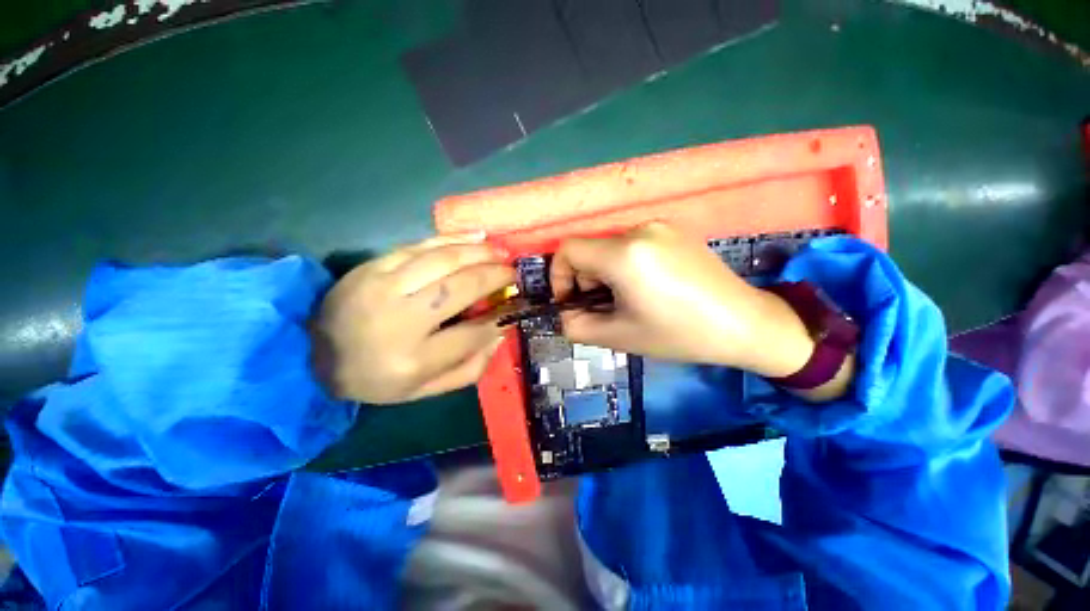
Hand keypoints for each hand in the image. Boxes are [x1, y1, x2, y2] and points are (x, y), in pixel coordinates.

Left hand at [311, 233, 514, 403]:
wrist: (311, 354)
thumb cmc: (375, 378)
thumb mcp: (425, 391)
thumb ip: (469, 368)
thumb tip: (500, 332)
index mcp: (413, 360)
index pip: (472, 334)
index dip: (500, 318)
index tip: (515, 307)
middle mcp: (400, 320)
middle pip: (461, 288)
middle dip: (495, 277)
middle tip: (514, 273)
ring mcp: (383, 287)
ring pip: (444, 260)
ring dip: (480, 253)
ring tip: (502, 253)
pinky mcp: (373, 266)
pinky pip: (421, 245)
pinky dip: (453, 239)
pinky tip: (477, 238)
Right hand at [550, 223, 814, 377]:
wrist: (744, 324)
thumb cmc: (678, 334)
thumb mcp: (618, 337)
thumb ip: (576, 326)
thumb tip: (565, 314)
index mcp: (624, 253)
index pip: (568, 250)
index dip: (559, 276)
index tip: (571, 301)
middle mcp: (640, 229)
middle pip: (590, 250)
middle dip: (587, 280)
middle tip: (606, 308)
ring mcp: (660, 225)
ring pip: (611, 248)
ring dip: (607, 274)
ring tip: (629, 300)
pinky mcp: (674, 230)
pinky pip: (633, 244)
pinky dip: (626, 265)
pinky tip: (648, 287)